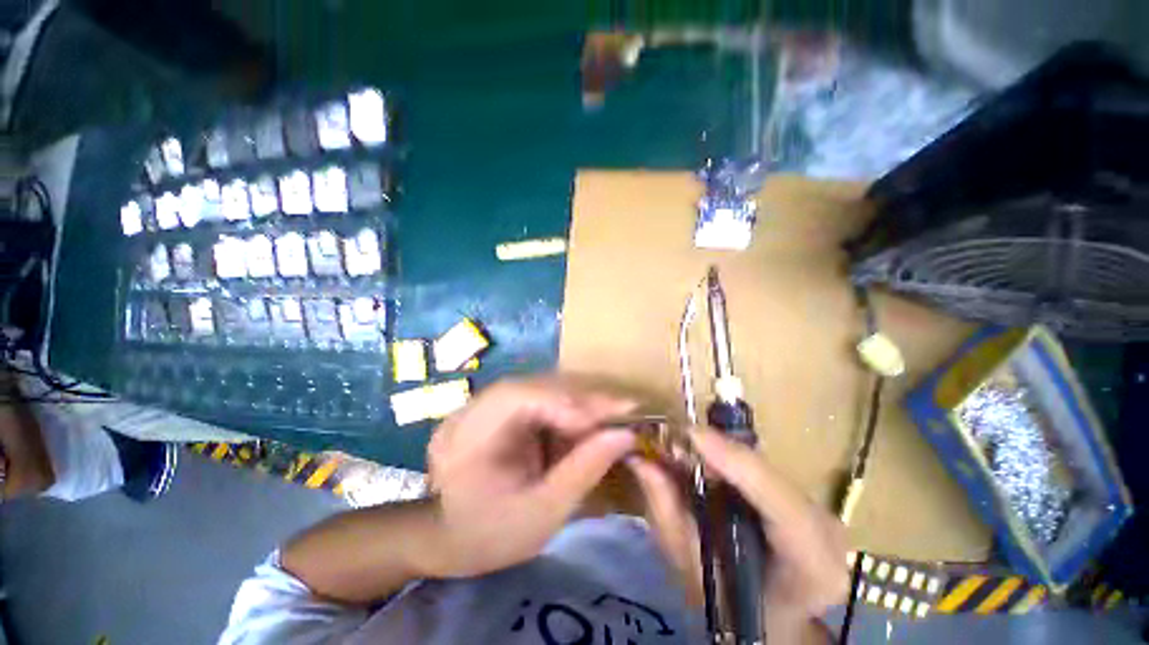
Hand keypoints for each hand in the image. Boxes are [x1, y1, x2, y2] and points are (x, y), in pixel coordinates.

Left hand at [423, 377, 636, 578]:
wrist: (448, 535)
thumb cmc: (491, 533)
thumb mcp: (543, 511)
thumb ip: (584, 469)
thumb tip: (626, 435)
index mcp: (473, 431)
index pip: (527, 397)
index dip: (574, 403)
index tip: (618, 417)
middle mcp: (477, 404)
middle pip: (539, 385)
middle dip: (584, 399)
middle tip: (625, 411)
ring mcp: (486, 402)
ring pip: (543, 387)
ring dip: (579, 401)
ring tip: (612, 416)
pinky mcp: (498, 406)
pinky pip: (539, 397)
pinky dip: (566, 407)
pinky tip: (586, 421)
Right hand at [628, 428, 847, 621]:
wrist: (770, 621)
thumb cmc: (729, 607)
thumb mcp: (690, 569)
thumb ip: (668, 512)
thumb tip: (640, 458)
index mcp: (811, 566)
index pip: (781, 506)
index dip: (735, 462)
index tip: (690, 434)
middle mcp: (826, 530)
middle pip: (768, 473)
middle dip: (716, 449)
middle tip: (671, 438)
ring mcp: (819, 508)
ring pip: (762, 463)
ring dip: (717, 448)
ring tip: (679, 444)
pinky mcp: (803, 495)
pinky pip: (758, 464)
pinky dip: (724, 455)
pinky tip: (700, 453)